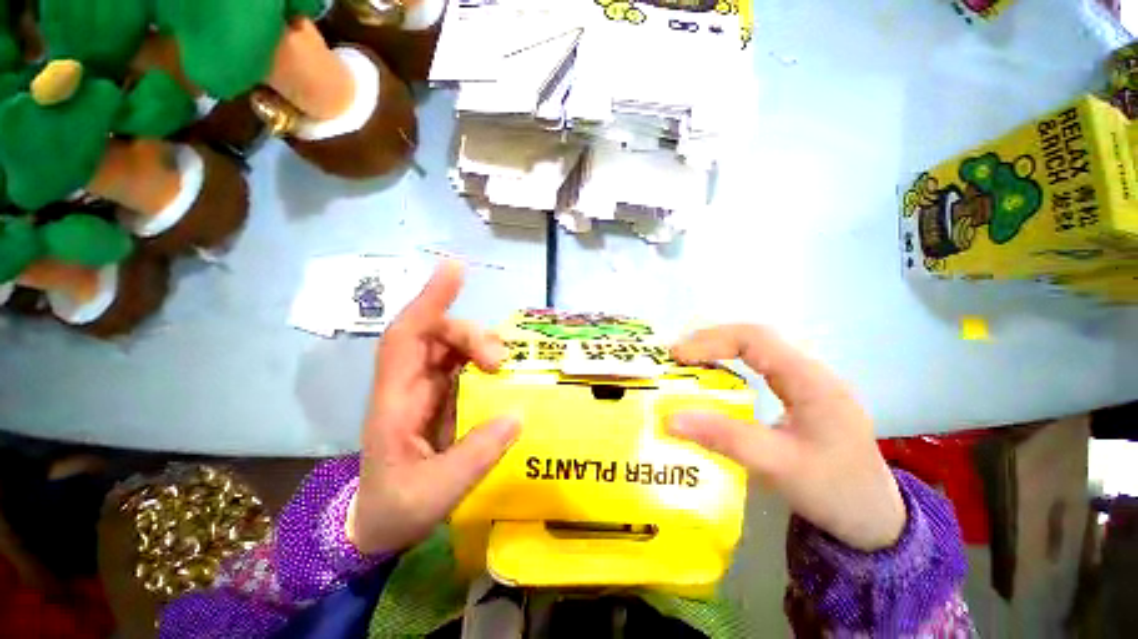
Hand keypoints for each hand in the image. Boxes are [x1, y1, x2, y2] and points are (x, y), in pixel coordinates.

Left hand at [349, 261, 519, 554]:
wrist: (376, 528)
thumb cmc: (397, 510)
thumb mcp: (439, 491)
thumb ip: (477, 454)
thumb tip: (518, 413)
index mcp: (393, 406)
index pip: (406, 339)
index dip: (428, 302)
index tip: (455, 269)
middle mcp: (402, 393)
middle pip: (427, 339)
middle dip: (465, 335)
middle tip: (502, 363)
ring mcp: (415, 402)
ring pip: (441, 354)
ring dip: (472, 350)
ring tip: (504, 368)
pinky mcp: (429, 414)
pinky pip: (452, 378)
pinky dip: (475, 371)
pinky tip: (498, 381)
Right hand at [668, 325, 904, 551]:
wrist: (873, 516)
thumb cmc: (831, 489)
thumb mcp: (778, 466)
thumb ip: (727, 439)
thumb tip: (670, 418)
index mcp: (811, 379)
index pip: (756, 338)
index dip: (712, 339)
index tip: (675, 356)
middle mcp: (817, 376)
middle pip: (764, 344)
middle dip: (718, 347)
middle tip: (678, 366)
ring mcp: (821, 393)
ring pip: (772, 364)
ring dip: (734, 363)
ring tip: (696, 379)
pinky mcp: (820, 411)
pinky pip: (780, 384)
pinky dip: (749, 384)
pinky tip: (735, 405)